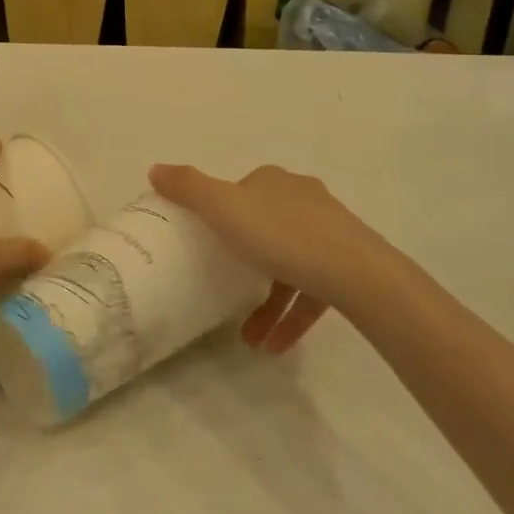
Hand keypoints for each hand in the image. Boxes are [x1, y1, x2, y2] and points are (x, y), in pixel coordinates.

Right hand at [149, 163, 411, 352]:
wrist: (359, 275)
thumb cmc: (283, 235)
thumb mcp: (224, 207)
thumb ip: (188, 188)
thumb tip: (155, 168)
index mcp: (274, 182)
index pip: (243, 191)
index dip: (223, 212)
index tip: (208, 241)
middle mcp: (303, 200)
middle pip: (265, 227)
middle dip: (244, 262)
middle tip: (223, 290)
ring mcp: (330, 233)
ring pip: (288, 265)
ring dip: (267, 302)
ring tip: (249, 338)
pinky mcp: (348, 267)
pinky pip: (311, 291)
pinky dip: (292, 316)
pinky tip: (275, 345)